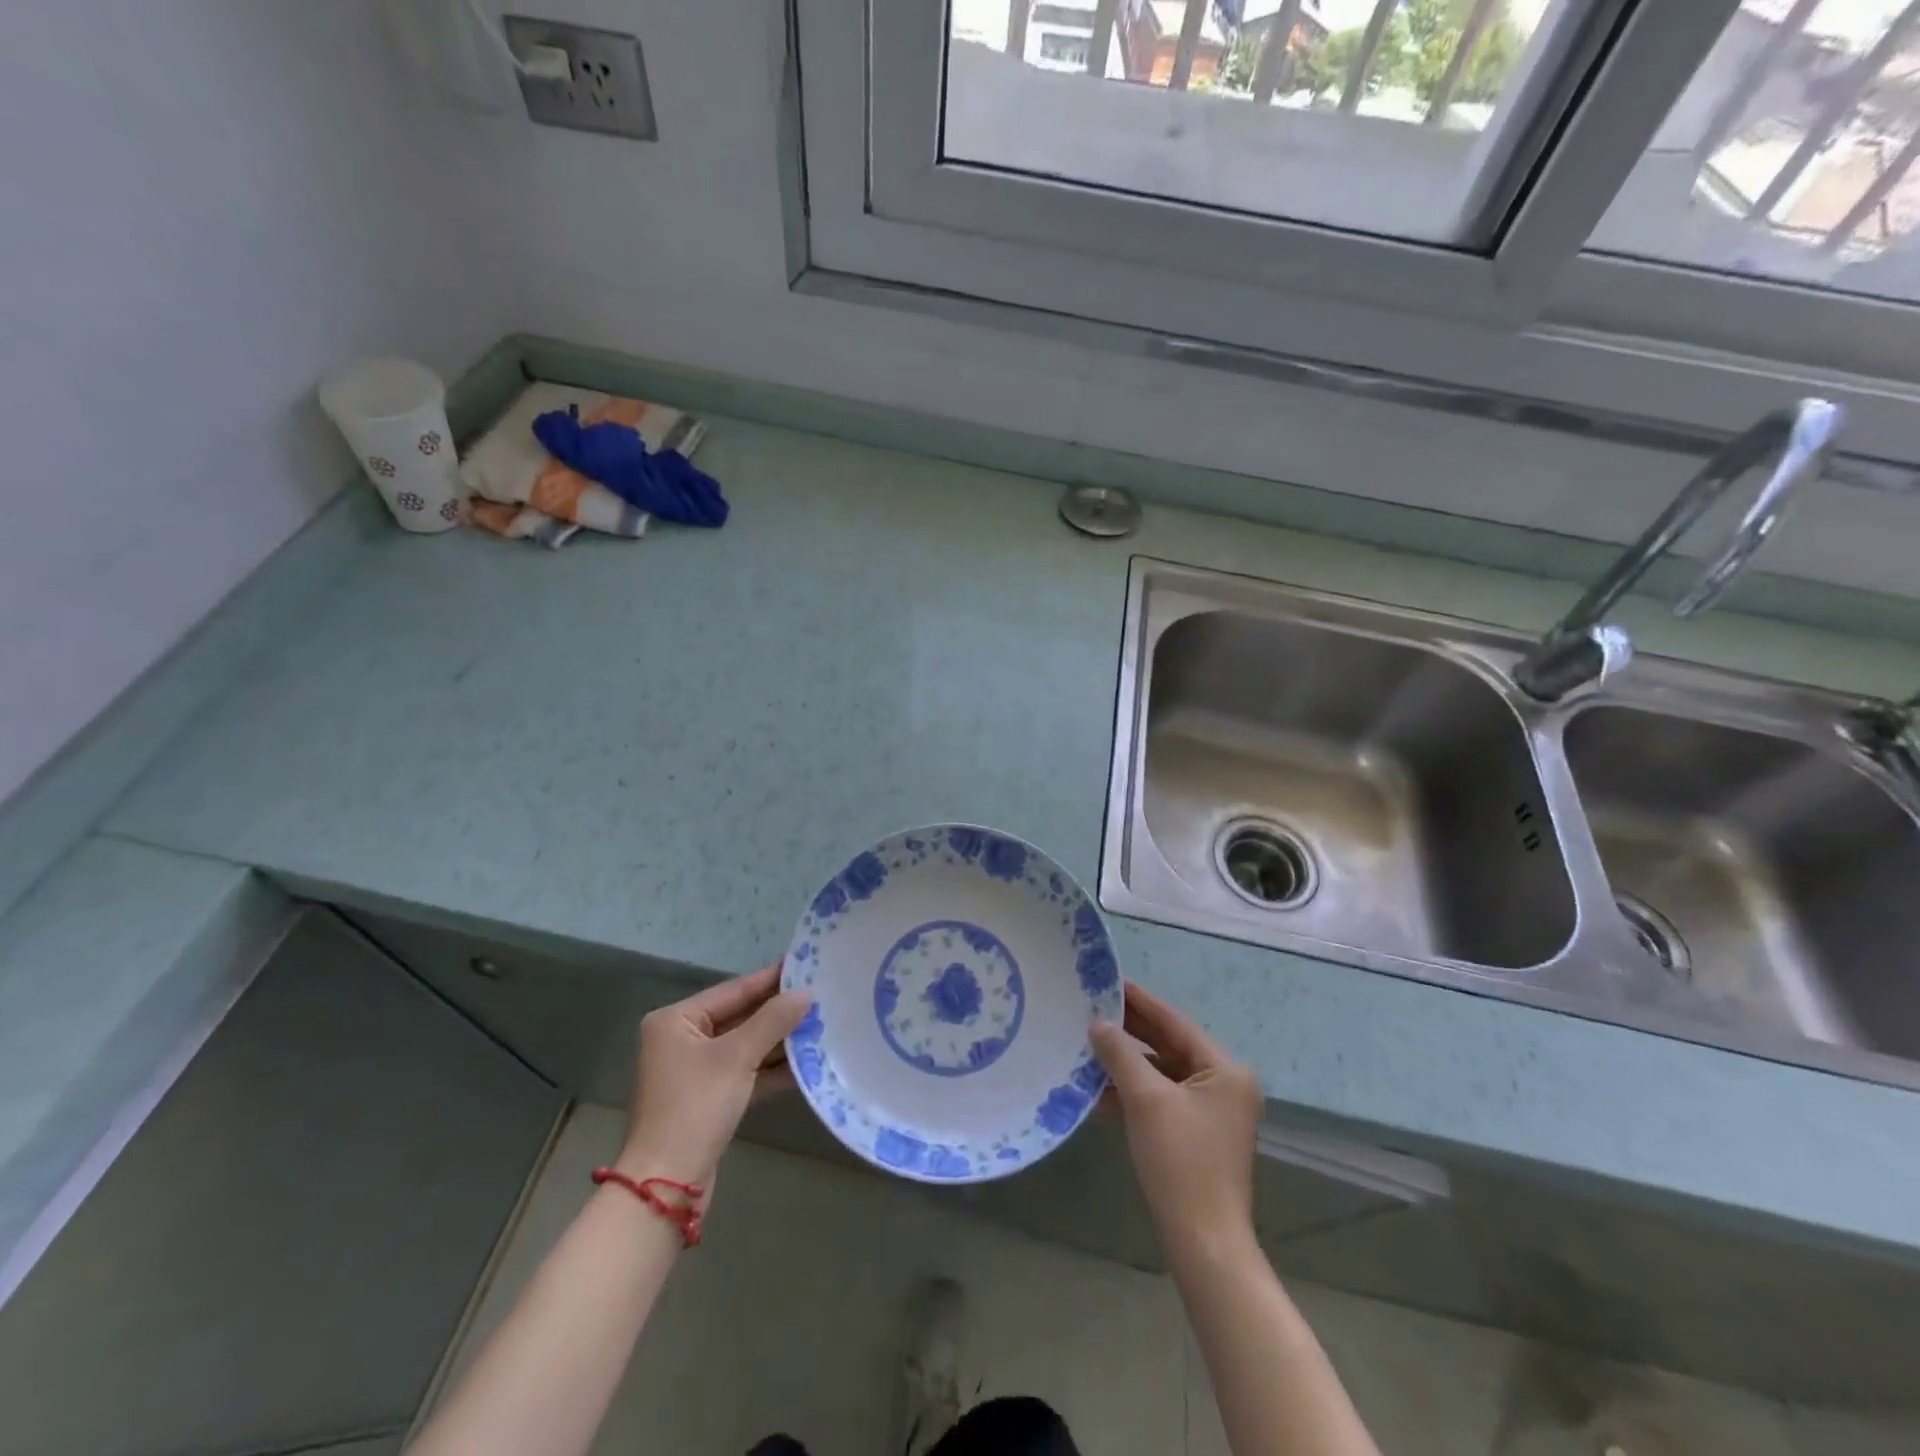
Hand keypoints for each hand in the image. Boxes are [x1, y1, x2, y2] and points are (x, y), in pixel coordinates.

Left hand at [617, 963, 811, 1196]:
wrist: (667, 1184)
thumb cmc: (695, 1107)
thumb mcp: (736, 1057)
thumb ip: (773, 1020)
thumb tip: (806, 993)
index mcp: (676, 1021)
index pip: (732, 990)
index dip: (769, 979)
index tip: (804, 966)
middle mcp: (682, 1040)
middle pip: (739, 1017)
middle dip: (778, 1012)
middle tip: (820, 996)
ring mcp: (695, 1071)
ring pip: (745, 1046)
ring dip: (779, 1041)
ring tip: (820, 1025)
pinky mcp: (709, 1098)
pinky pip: (745, 1072)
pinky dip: (770, 1068)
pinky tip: (805, 1063)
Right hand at [1091, 981, 1262, 1262]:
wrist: (1204, 1243)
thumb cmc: (1181, 1163)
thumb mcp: (1146, 1100)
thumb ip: (1121, 1054)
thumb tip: (1098, 1023)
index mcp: (1225, 1070)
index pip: (1175, 1023)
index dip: (1140, 1001)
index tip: (1108, 981)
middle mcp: (1224, 1085)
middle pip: (1169, 1046)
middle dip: (1129, 1032)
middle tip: (1090, 1009)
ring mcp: (1211, 1112)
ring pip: (1161, 1073)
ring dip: (1126, 1063)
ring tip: (1086, 1045)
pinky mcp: (1195, 1135)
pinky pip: (1160, 1099)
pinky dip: (1132, 1092)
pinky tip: (1097, 1089)